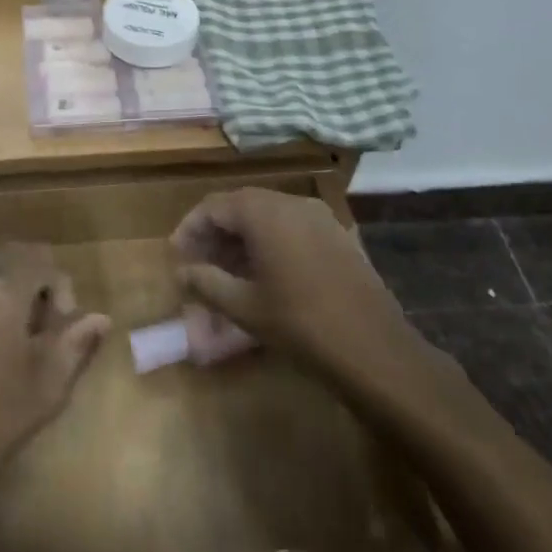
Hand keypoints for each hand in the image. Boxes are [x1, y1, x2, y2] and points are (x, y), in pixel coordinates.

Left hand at [0, 246, 110, 498]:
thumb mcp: (46, 386)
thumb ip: (75, 342)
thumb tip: (100, 317)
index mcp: (2, 291)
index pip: (43, 262)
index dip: (60, 290)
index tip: (58, 329)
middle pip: (8, 256)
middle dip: (30, 279)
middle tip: (34, 324)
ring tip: (1, 332)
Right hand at [172, 189, 461, 396]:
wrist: (374, 349)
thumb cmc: (300, 324)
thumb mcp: (244, 306)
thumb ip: (206, 282)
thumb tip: (182, 271)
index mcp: (264, 212)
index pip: (213, 206)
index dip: (190, 229)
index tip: (176, 256)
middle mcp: (292, 202)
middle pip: (241, 207)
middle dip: (215, 234)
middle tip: (198, 265)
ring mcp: (320, 217)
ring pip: (267, 217)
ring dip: (242, 239)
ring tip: (226, 274)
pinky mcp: (338, 235)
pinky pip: (292, 228)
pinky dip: (270, 243)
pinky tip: (264, 276)